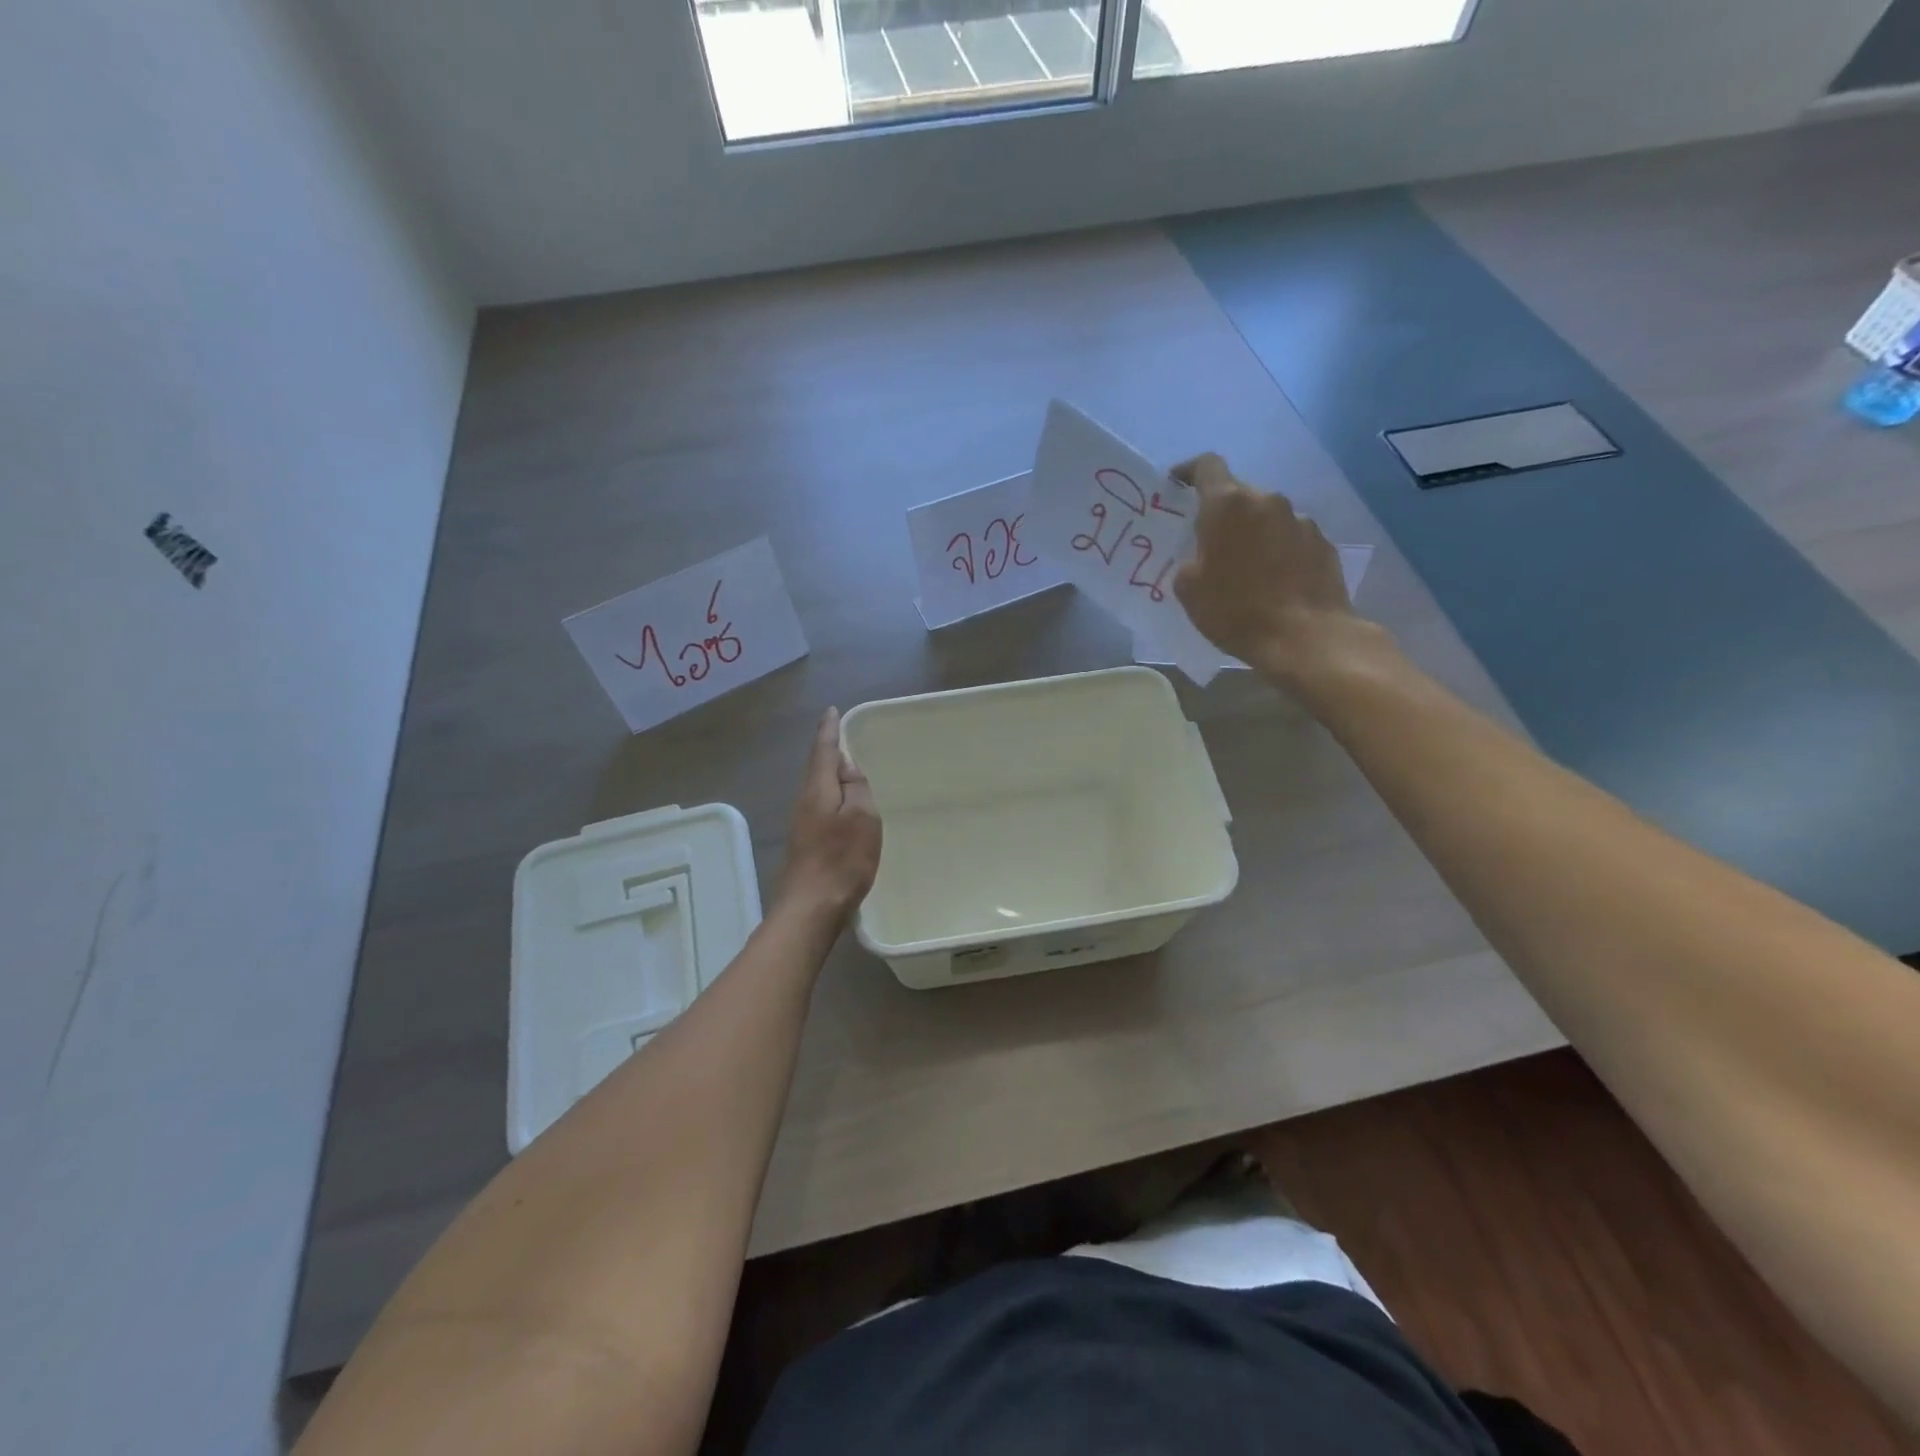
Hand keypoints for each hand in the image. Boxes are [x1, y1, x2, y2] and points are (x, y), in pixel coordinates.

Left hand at [777, 707, 881, 922]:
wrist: (810, 908)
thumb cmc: (842, 860)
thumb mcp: (862, 818)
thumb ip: (856, 787)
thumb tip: (846, 767)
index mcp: (818, 790)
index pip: (823, 751)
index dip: (829, 730)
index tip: (831, 711)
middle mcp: (804, 802)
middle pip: (816, 769)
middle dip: (827, 751)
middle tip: (839, 736)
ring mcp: (801, 825)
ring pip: (817, 789)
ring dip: (829, 775)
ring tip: (845, 768)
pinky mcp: (804, 844)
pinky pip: (819, 807)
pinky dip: (830, 797)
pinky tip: (840, 805)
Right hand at [1171, 453, 1383, 687]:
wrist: (1305, 637)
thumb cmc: (1236, 611)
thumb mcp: (1189, 589)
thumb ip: (1190, 559)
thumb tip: (1202, 555)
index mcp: (1228, 504)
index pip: (1206, 466)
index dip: (1188, 471)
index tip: (1176, 486)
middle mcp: (1267, 500)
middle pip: (1238, 494)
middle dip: (1221, 513)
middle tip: (1208, 543)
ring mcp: (1300, 520)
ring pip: (1266, 516)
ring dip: (1252, 533)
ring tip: (1244, 568)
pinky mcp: (1323, 543)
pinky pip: (1290, 538)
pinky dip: (1277, 551)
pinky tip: (1274, 582)